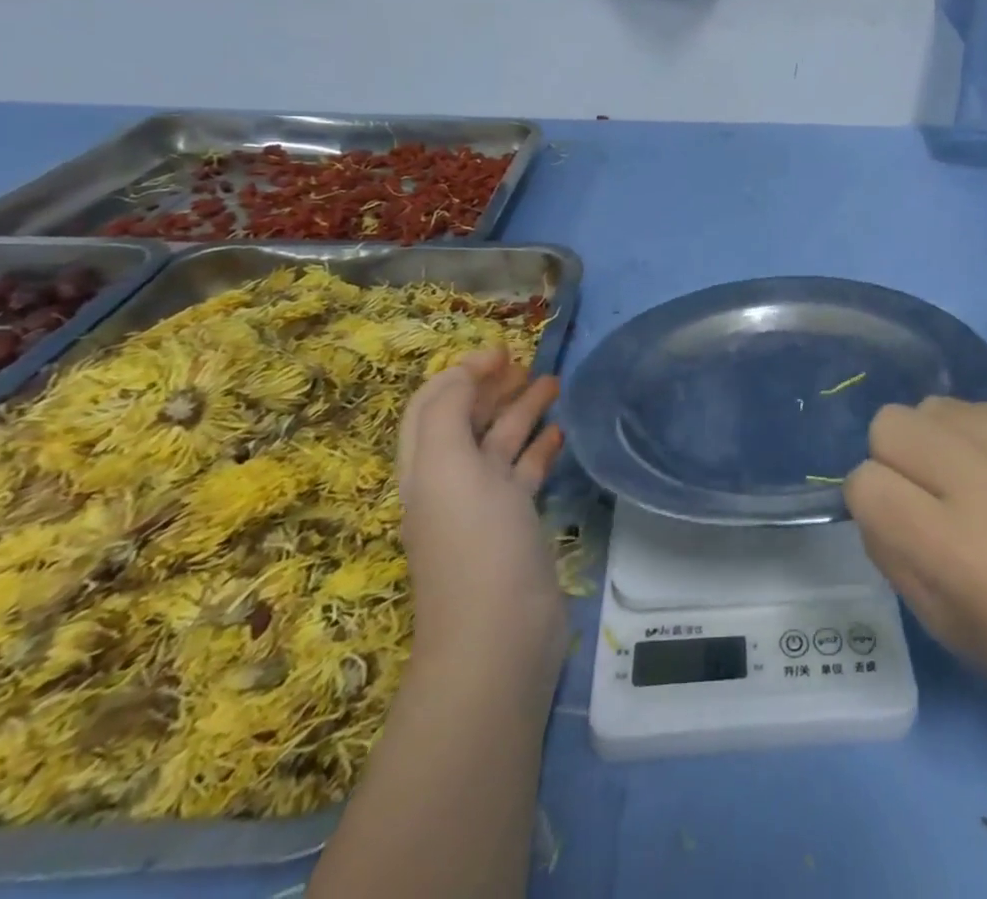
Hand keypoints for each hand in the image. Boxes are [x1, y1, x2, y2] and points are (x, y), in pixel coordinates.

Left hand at [396, 349, 567, 686]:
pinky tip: (560, 433)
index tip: (501, 351)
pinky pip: (525, 474)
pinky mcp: (516, 525)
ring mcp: (485, 506)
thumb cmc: (474, 542)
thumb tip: (465, 373)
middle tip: (529, 364)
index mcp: (426, 466)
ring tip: (554, 385)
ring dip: (522, 411)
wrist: (500, 634)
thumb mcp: (448, 467)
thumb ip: (449, 411)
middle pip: (467, 420)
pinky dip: (540, 447)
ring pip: (500, 444)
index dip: (460, 372)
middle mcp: (450, 481)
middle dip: (492, 386)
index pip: (432, 404)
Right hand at [846, 397, 986, 731]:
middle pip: (891, 423)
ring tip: (980, 480)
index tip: (900, 517)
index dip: (872, 499)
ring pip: (935, 406)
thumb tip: (869, 491)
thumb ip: (891, 551)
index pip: (866, 481)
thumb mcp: (944, 625)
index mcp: (958, 549)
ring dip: (942, 441)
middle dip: (896, 456)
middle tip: (932, 490)